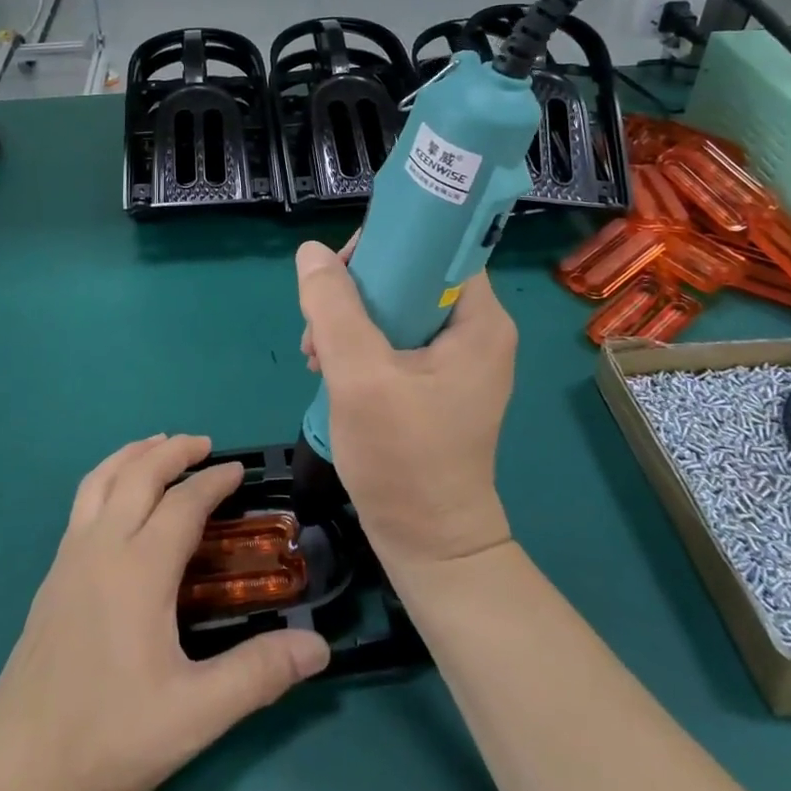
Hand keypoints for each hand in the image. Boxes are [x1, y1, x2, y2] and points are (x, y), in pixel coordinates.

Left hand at [0, 436, 329, 790]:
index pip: (183, 504)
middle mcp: (101, 548)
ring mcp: (68, 559)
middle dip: (173, 451)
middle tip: (204, 444)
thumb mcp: (195, 715)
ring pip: (100, 480)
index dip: (214, 482)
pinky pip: (82, 502)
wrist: (17, 774)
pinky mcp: (51, 578)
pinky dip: (107, 477)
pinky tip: (116, 499)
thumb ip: (258, 675)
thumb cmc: (109, 739)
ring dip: (133, 454)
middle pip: (138, 475)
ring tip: (158, 446)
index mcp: (138, 570)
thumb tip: (319, 647)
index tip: (239, 470)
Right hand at [295, 241, 515, 569]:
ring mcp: (456, 358)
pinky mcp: (436, 381)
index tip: (340, 271)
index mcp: (479, 320)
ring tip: (316, 355)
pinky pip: (393, 337)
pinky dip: (358, 345)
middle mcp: (476, 330)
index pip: (437, 246)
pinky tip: (329, 369)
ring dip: (348, 319)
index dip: (387, 245)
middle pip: (409, 275)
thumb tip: (311, 252)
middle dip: (354, 291)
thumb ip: (333, 307)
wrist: (429, 545)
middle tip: (318, 324)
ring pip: (395, 306)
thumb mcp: (360, 376)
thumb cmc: (403, 459)